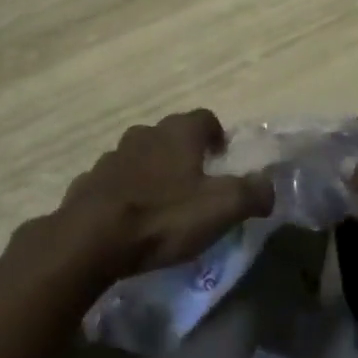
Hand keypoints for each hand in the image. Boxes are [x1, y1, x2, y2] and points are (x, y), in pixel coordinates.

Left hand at [50, 109, 272, 281]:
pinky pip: (115, 180)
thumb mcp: (221, 208)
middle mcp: (145, 134)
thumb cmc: (163, 217)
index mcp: (178, 133)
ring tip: (162, 202)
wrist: (91, 239)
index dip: (217, 135)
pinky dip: (125, 191)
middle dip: (184, 153)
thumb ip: (252, 193)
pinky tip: (129, 218)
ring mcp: (113, 156)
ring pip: (141, 155)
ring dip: (153, 170)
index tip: (222, 158)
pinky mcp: (89, 181)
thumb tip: (269, 187)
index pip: (205, 118)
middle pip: (171, 134)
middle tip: (195, 183)